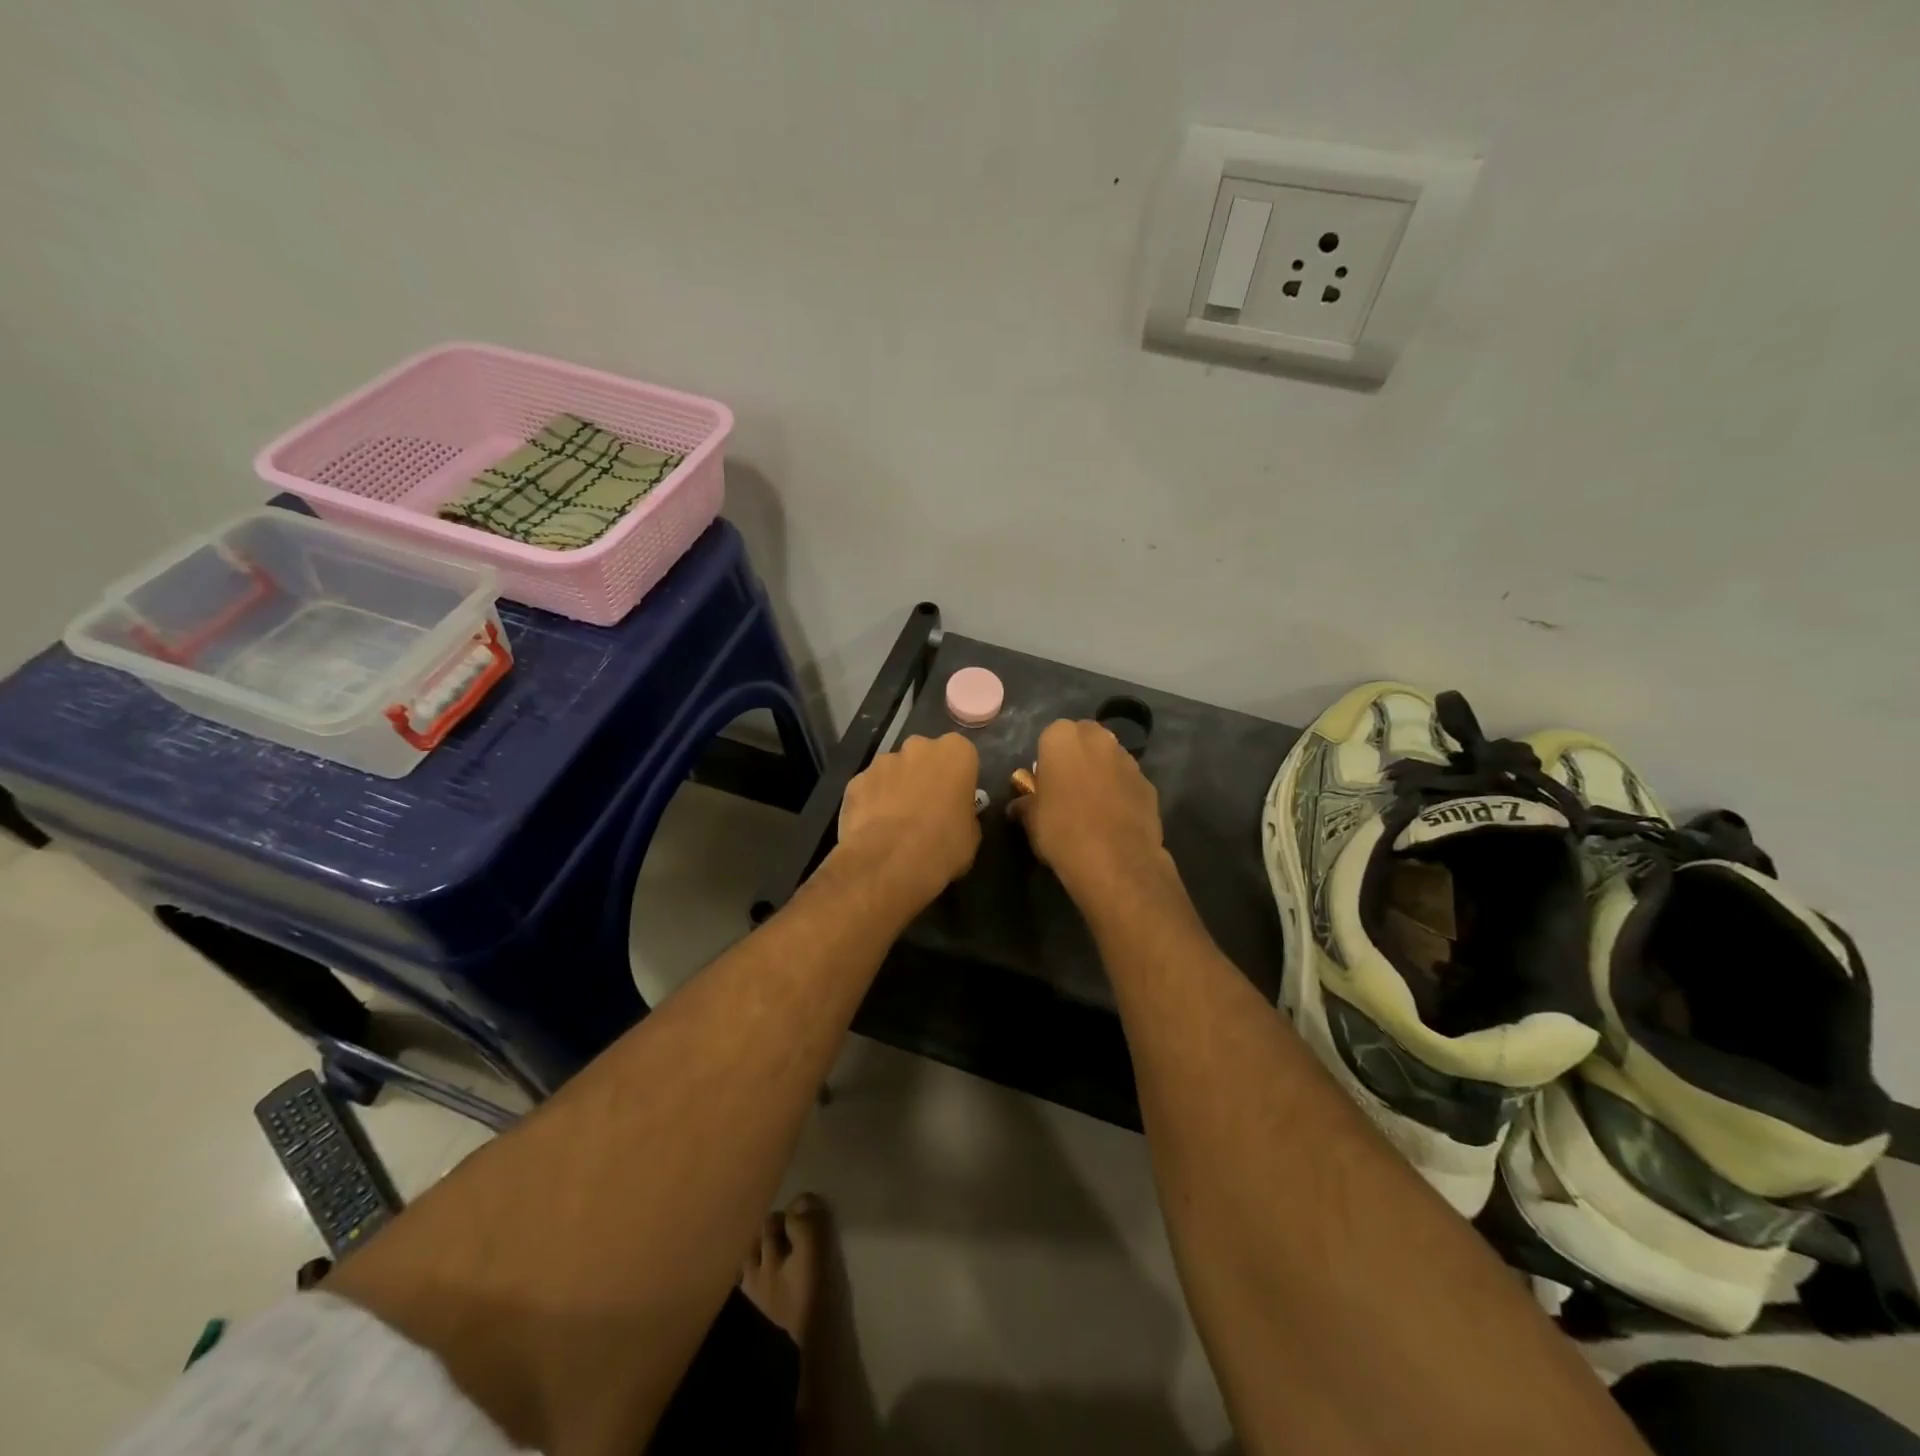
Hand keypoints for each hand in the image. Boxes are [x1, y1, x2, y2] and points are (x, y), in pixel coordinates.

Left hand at [835, 733, 981, 909]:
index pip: (960, 754)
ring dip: (896, 788)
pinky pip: (869, 789)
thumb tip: (955, 816)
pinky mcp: (855, 781)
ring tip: (895, 823)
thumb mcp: (970, 836)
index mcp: (954, 753)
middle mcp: (918, 747)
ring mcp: (882, 762)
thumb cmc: (941, 846)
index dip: (957, 778)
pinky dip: (871, 803)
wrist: (887, 863)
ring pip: (893, 771)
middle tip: (925, 808)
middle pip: (923, 756)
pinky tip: (872, 830)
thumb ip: (963, 814)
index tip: (954, 799)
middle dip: (924, 776)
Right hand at [1010, 719, 1171, 903]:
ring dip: (1101, 773)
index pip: (1050, 736)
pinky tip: (1114, 819)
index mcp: (1062, 738)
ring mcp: (1128, 759)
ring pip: (1109, 758)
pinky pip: (1128, 782)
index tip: (1045, 782)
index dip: (1048, 759)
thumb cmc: (1061, 831)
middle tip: (1068, 788)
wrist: (1115, 862)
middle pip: (1084, 740)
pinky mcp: (1149, 783)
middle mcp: (1098, 738)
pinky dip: (1121, 792)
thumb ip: (1026, 803)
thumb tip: (1020, 804)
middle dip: (1077, 757)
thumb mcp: (1030, 819)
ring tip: (1093, 806)